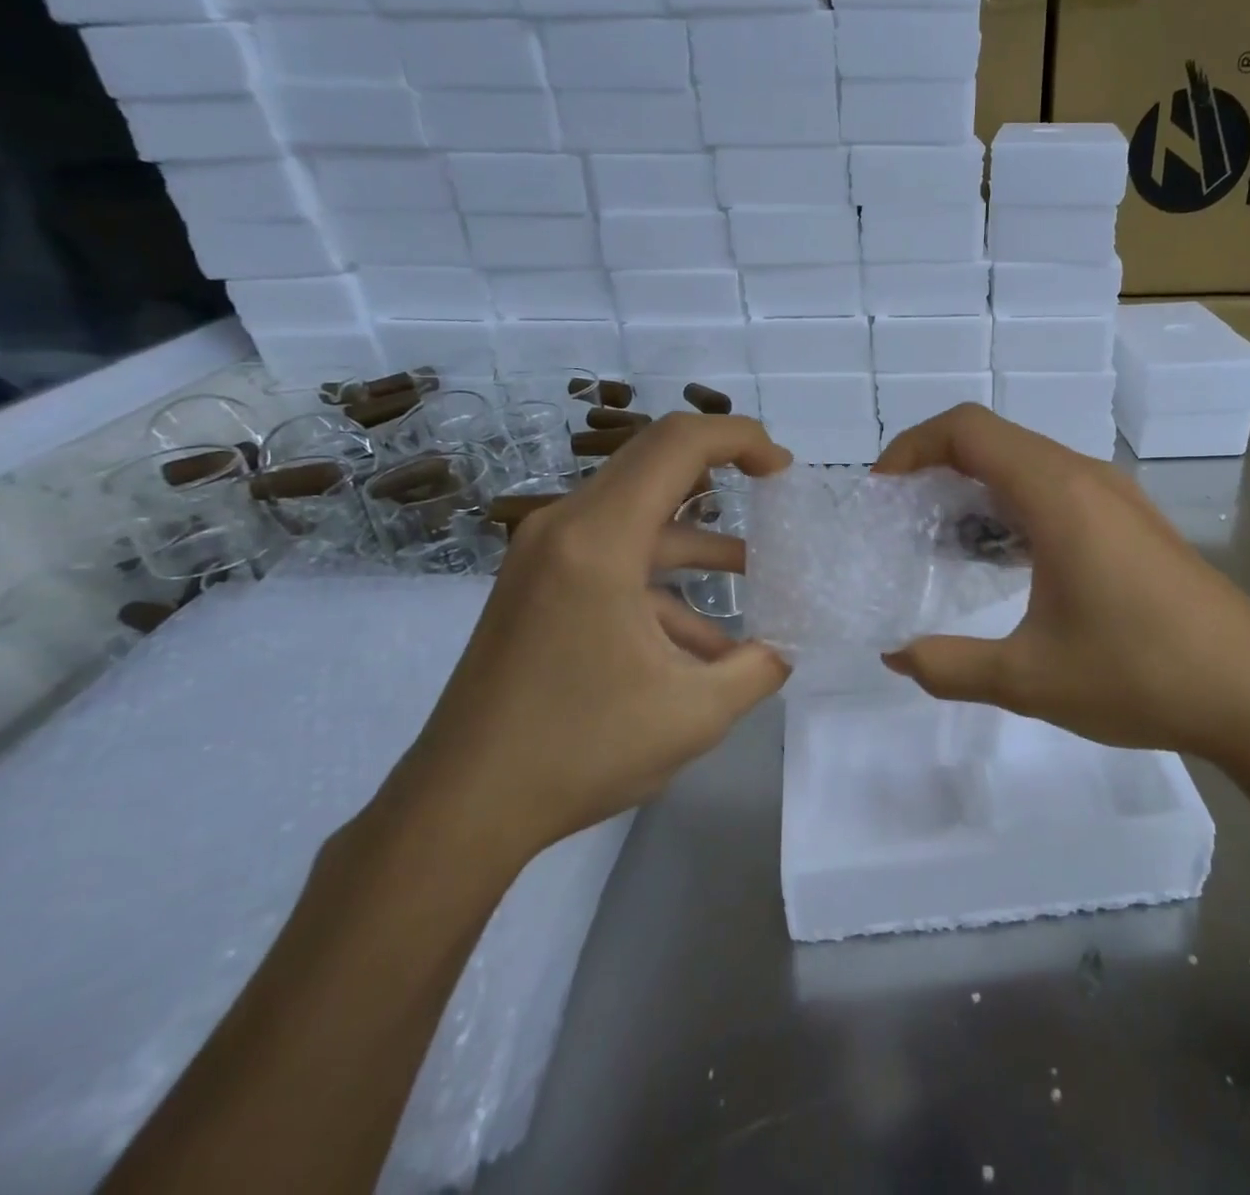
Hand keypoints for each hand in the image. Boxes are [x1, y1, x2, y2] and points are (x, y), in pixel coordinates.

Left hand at [393, 414, 792, 861]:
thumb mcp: (696, 713)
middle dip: (724, 472)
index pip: (679, 444)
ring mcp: (544, 556)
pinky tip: (702, 641)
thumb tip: (788, 647)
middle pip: (656, 464)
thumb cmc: (579, 751)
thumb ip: (760, 668)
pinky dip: (662, 583)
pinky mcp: (537, 586)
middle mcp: (565, 528)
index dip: (742, 439)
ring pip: (639, 518)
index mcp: (599, 540)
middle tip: (775, 496)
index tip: (784, 471)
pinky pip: (613, 560)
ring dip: (698, 542)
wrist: (460, 809)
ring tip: (756, 579)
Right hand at [875, 405, 1249, 759]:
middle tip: (904, 519)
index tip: (883, 490)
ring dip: (980, 487)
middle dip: (938, 467)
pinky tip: (1012, 562)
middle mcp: (1087, 477)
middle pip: (995, 439)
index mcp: (1057, 494)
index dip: (913, 446)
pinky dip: (1016, 504)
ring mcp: (1117, 496)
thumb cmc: (1140, 675)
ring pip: (1029, 462)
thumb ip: (949, 666)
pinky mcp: (1134, 520)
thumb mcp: (1029, 678)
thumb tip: (895, 657)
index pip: (968, 429)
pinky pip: (1059, 487)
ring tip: (948, 542)